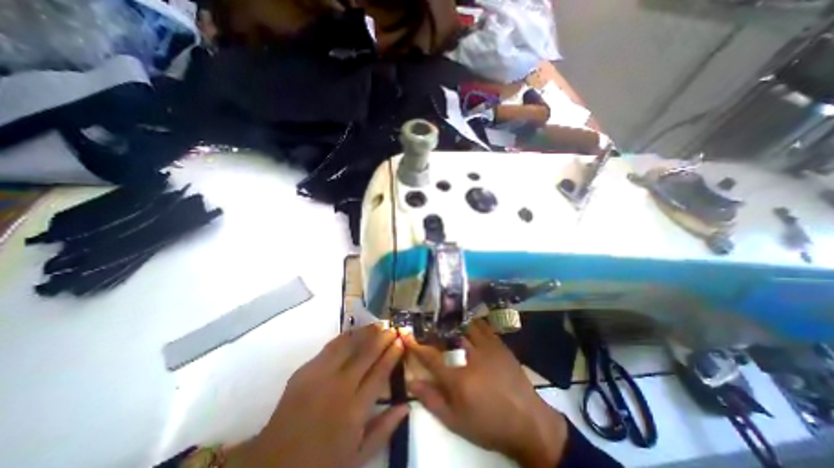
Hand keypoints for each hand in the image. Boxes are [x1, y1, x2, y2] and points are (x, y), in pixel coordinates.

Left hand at [229, 324, 408, 467]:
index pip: (380, 372)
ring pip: (349, 344)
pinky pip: (331, 346)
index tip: (401, 342)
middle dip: (383, 338)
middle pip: (367, 354)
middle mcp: (340, 386)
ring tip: (378, 324)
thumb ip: (384, 429)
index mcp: (355, 409)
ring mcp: (321, 375)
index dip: (392, 354)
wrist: (274, 463)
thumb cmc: (321, 462)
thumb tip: (406, 405)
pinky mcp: (306, 369)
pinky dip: (346, 336)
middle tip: (393, 328)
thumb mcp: (358, 457)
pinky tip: (355, 331)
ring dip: (366, 332)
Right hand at [404, 320, 566, 467]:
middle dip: (434, 330)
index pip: (430, 356)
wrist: (527, 422)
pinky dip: (471, 322)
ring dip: (452, 323)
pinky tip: (467, 323)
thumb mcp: (456, 421)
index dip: (415, 345)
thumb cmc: (488, 424)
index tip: (406, 335)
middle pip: (446, 336)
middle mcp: (470, 357)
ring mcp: (487, 347)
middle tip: (427, 327)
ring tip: (445, 321)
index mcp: (458, 378)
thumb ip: (432, 400)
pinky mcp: (499, 344)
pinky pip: (482, 326)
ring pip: (464, 326)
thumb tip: (412, 382)